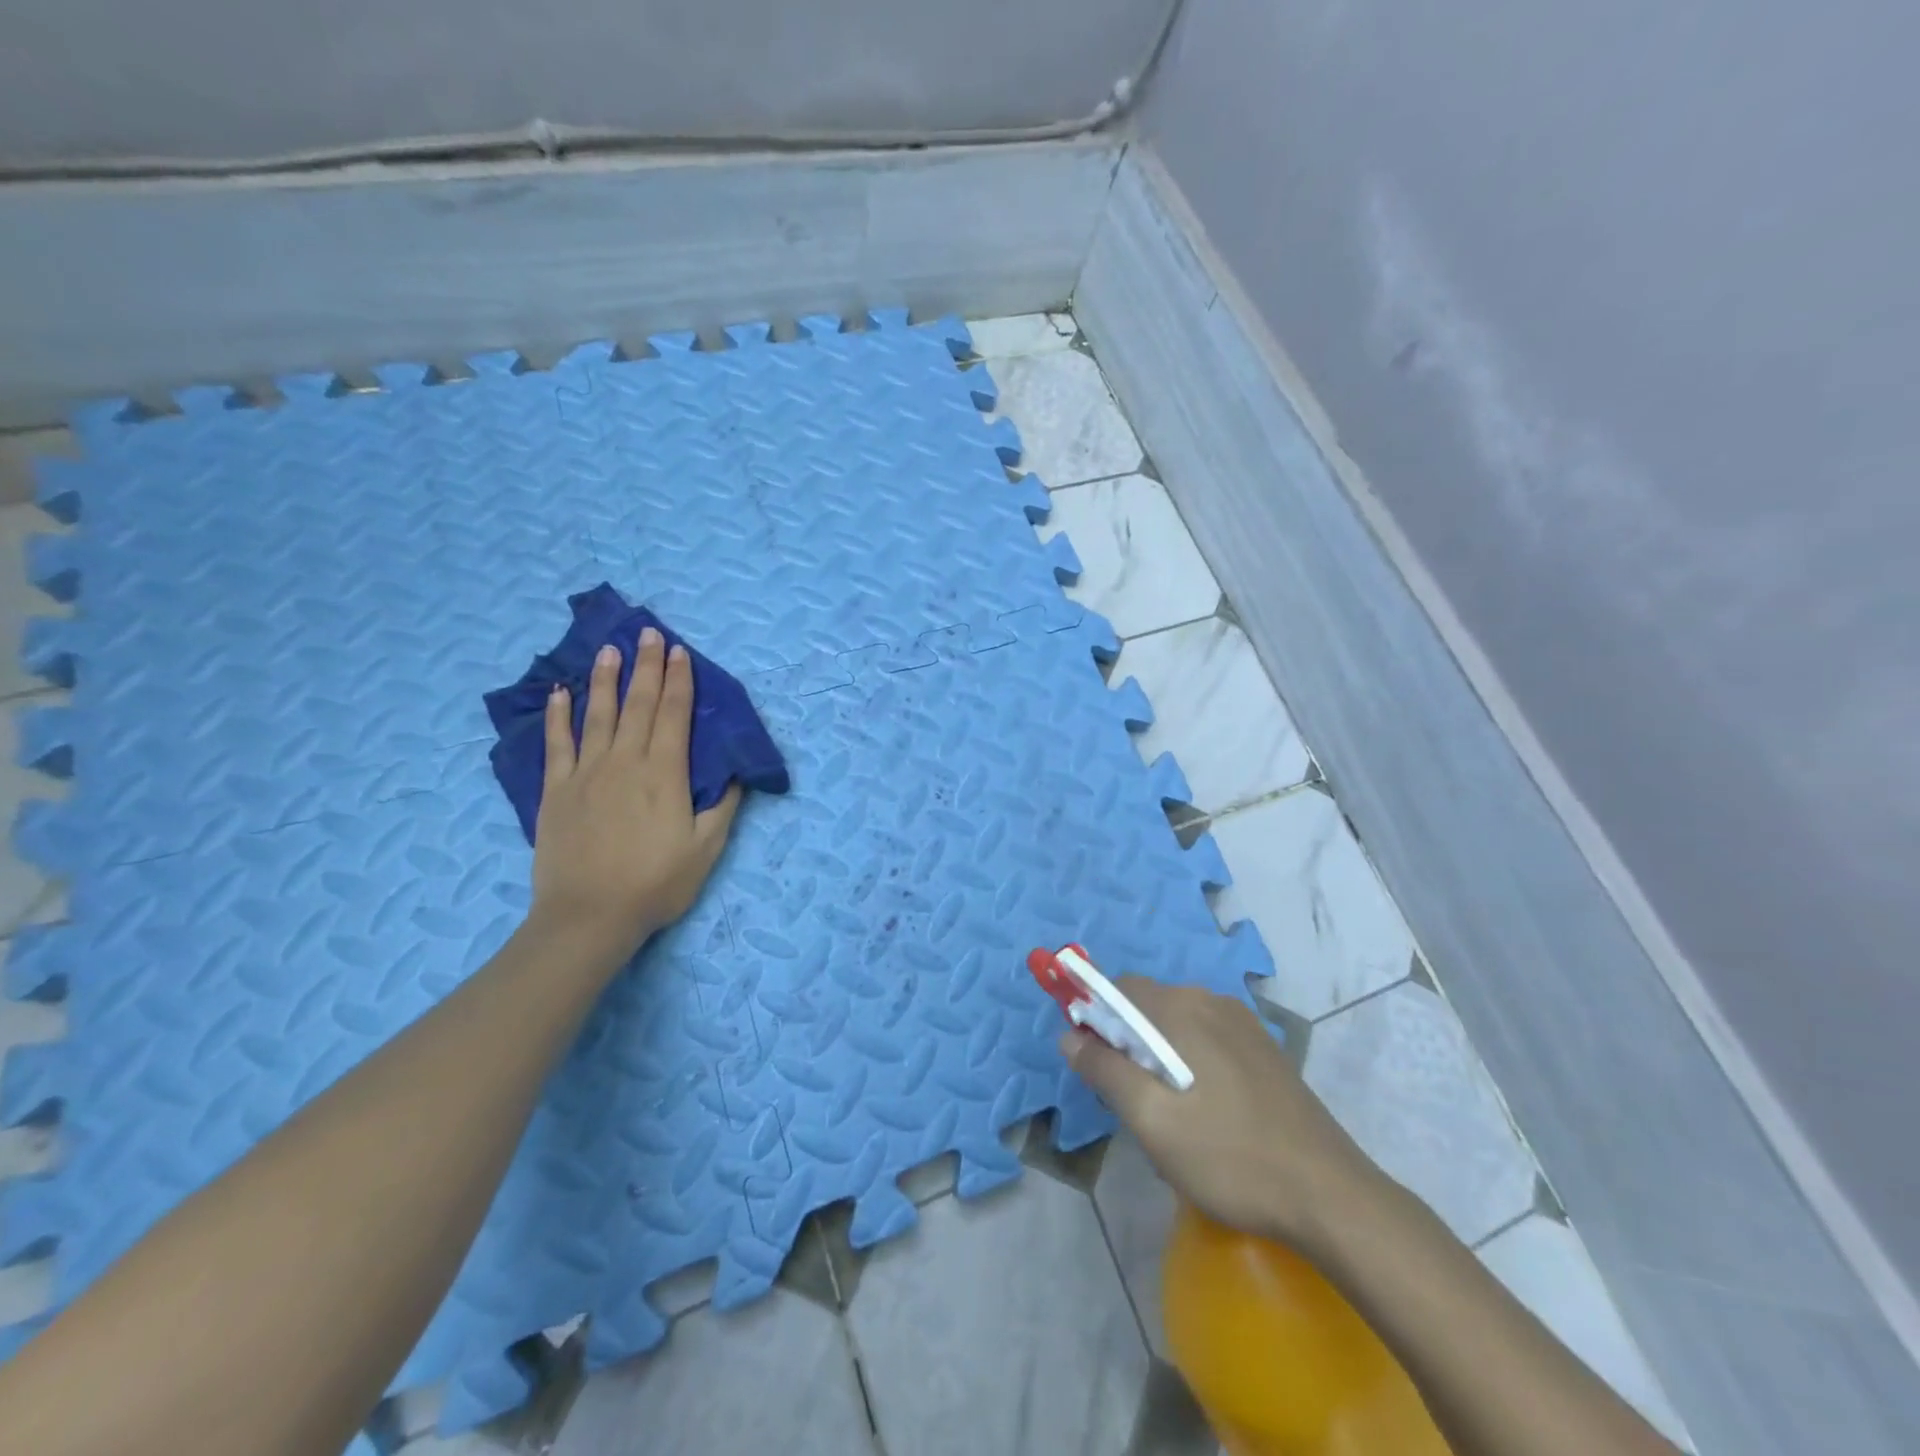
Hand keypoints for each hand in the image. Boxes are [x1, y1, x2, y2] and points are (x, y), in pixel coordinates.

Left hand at [530, 628, 741, 960]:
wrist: (589, 916)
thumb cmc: (656, 884)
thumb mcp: (706, 849)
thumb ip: (723, 806)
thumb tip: (735, 772)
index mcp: (665, 774)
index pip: (674, 715)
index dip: (679, 681)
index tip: (680, 652)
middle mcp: (626, 762)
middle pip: (639, 704)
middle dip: (647, 666)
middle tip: (649, 633)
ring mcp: (586, 773)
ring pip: (598, 714)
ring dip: (606, 679)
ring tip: (610, 649)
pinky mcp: (556, 790)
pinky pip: (557, 743)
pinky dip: (558, 716)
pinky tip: (561, 693)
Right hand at [1063, 979, 1381, 1253]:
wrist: (1330, 1196)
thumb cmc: (1230, 1157)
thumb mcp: (1152, 1120)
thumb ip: (1105, 1070)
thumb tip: (1070, 1035)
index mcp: (1182, 1009)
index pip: (1119, 989)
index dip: (1095, 1019)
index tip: (1094, 1066)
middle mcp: (1212, 1002)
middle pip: (1149, 1006)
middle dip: (1128, 1043)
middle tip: (1133, 1102)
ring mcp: (1244, 1025)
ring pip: (1178, 1025)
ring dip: (1159, 1056)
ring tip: (1170, 1116)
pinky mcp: (1264, 1049)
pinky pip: (1208, 1039)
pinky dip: (1191, 1063)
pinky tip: (1207, 1115)